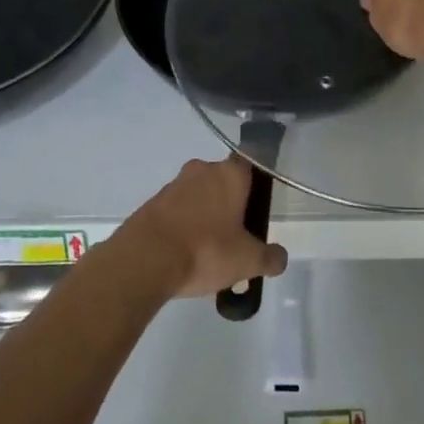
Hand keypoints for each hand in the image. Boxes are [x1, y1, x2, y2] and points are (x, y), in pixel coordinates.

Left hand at [121, 157, 286, 299]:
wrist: (144, 260)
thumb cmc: (205, 250)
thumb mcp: (247, 261)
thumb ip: (269, 258)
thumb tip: (280, 258)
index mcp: (230, 174)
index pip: (250, 162)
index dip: (255, 182)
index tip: (256, 206)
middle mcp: (202, 169)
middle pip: (223, 180)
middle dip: (229, 203)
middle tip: (234, 235)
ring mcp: (174, 184)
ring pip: (197, 195)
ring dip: (203, 215)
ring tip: (207, 251)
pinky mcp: (152, 203)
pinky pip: (175, 210)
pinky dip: (182, 226)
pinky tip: (183, 254)